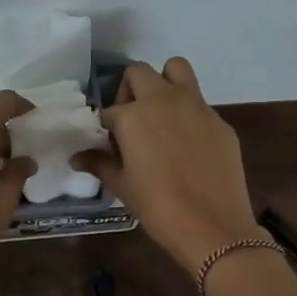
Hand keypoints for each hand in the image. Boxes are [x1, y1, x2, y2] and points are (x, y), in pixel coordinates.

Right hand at [75, 59, 262, 272]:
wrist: (212, 226)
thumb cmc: (158, 207)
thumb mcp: (122, 186)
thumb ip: (99, 163)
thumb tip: (76, 157)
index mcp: (133, 115)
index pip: (108, 111)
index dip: (105, 128)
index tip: (108, 146)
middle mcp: (163, 99)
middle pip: (138, 73)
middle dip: (129, 91)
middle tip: (131, 122)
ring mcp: (196, 106)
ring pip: (176, 69)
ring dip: (163, 83)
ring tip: (161, 115)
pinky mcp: (220, 121)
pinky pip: (199, 102)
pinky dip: (188, 113)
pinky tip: (189, 145)